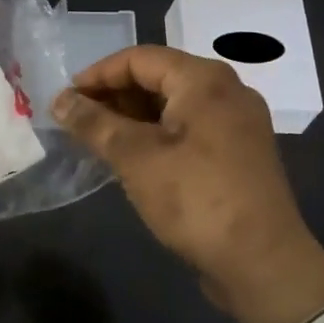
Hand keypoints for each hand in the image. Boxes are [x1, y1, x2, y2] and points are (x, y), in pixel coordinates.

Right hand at [52, 45, 323, 322]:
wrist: (264, 265)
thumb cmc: (196, 199)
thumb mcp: (135, 158)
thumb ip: (94, 123)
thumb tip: (59, 100)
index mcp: (204, 79)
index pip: (139, 58)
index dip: (98, 74)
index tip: (66, 97)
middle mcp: (227, 90)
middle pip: (159, 77)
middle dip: (115, 95)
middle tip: (78, 118)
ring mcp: (238, 122)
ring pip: (174, 104)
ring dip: (134, 116)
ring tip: (98, 138)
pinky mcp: (240, 152)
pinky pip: (190, 127)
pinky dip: (158, 133)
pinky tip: (133, 156)